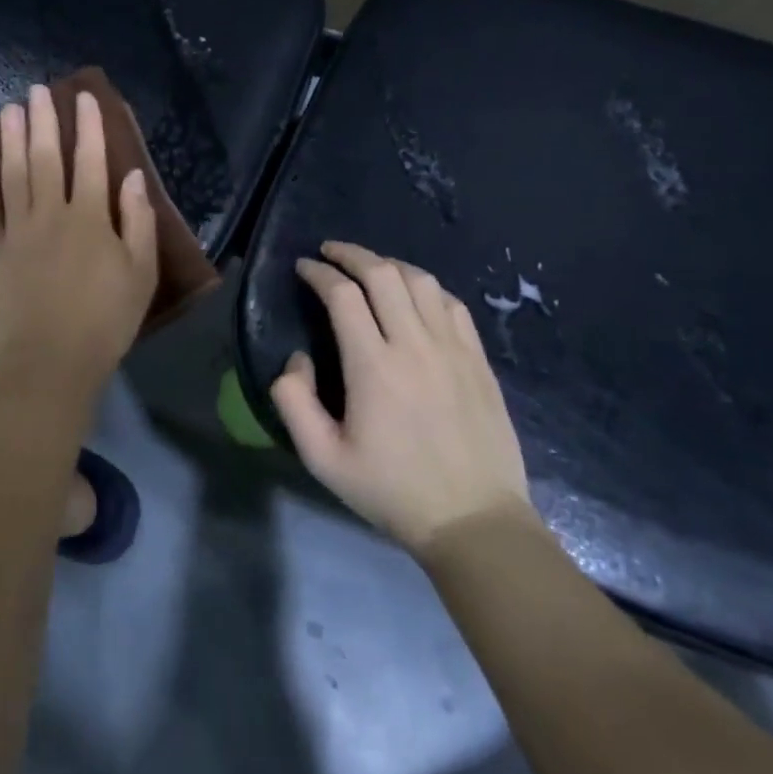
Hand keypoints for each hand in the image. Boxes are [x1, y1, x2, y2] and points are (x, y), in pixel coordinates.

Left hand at [0, 84, 158, 385]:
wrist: (49, 363)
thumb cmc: (104, 322)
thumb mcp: (140, 275)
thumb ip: (138, 222)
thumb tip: (133, 177)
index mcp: (91, 219)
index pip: (91, 161)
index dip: (89, 127)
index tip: (84, 97)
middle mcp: (51, 214)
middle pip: (47, 158)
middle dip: (44, 121)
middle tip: (37, 90)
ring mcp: (17, 231)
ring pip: (14, 174)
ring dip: (13, 139)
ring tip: (10, 109)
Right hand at [270, 241, 534, 555]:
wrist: (474, 521)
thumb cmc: (392, 490)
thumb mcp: (323, 459)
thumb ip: (294, 402)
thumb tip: (296, 359)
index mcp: (373, 366)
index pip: (342, 295)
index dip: (318, 273)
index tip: (303, 267)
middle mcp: (414, 345)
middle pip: (382, 274)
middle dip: (351, 254)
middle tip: (329, 252)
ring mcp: (453, 349)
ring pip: (420, 281)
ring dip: (389, 264)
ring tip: (369, 267)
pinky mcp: (478, 360)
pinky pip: (452, 304)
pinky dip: (426, 287)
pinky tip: (414, 295)